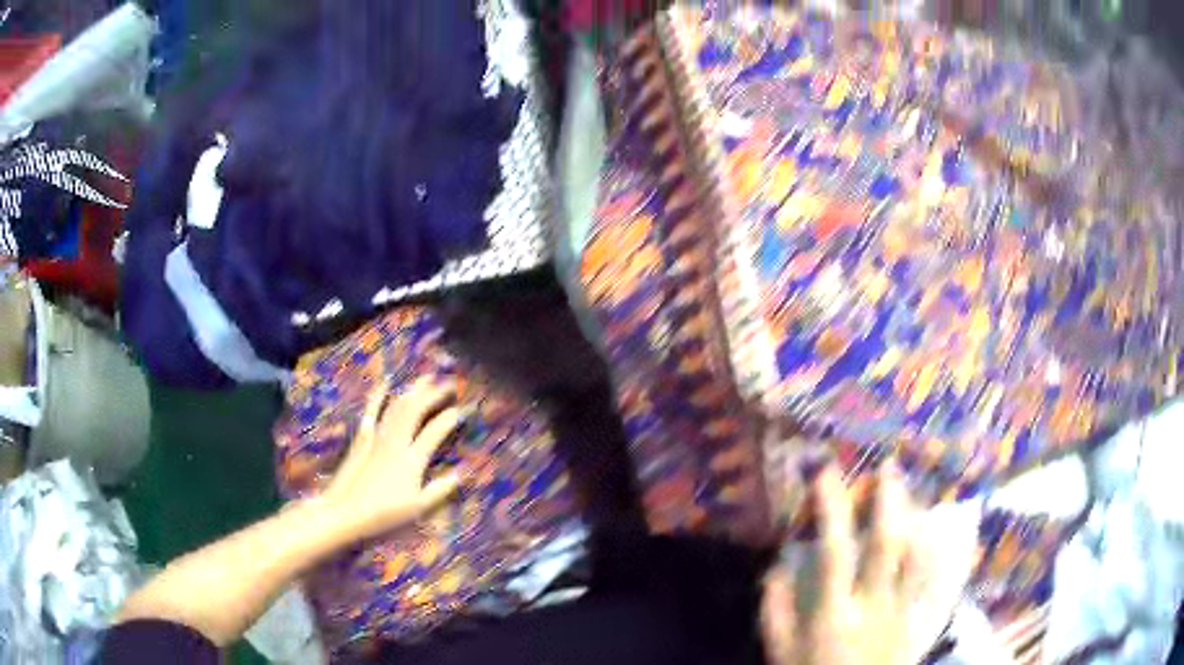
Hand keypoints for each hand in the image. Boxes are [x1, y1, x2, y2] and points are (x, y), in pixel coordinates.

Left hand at [321, 378, 463, 541]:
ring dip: (412, 390)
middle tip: (448, 384)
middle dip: (433, 394)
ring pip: (397, 406)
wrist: (345, 512)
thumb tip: (460, 474)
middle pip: (416, 409)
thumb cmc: (384, 514)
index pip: (436, 431)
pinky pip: (371, 412)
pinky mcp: (362, 439)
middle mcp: (396, 442)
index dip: (451, 417)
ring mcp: (377, 438)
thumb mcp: (418, 508)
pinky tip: (385, 383)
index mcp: (412, 460)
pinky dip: (379, 395)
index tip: (463, 409)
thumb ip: (440, 490)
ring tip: (425, 378)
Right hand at [761, 463, 924, 664]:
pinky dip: (930, 546)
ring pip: (915, 553)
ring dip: (914, 515)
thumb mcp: (780, 651)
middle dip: (889, 499)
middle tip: (888, 466)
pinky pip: (927, 574)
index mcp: (833, 612)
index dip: (831, 508)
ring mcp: (900, 609)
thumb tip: (779, 563)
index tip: (826, 472)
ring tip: (912, 487)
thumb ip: (776, 608)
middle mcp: (873, 603)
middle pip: (888, 543)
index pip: (834, 550)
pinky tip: (929, 527)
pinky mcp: (916, 617)